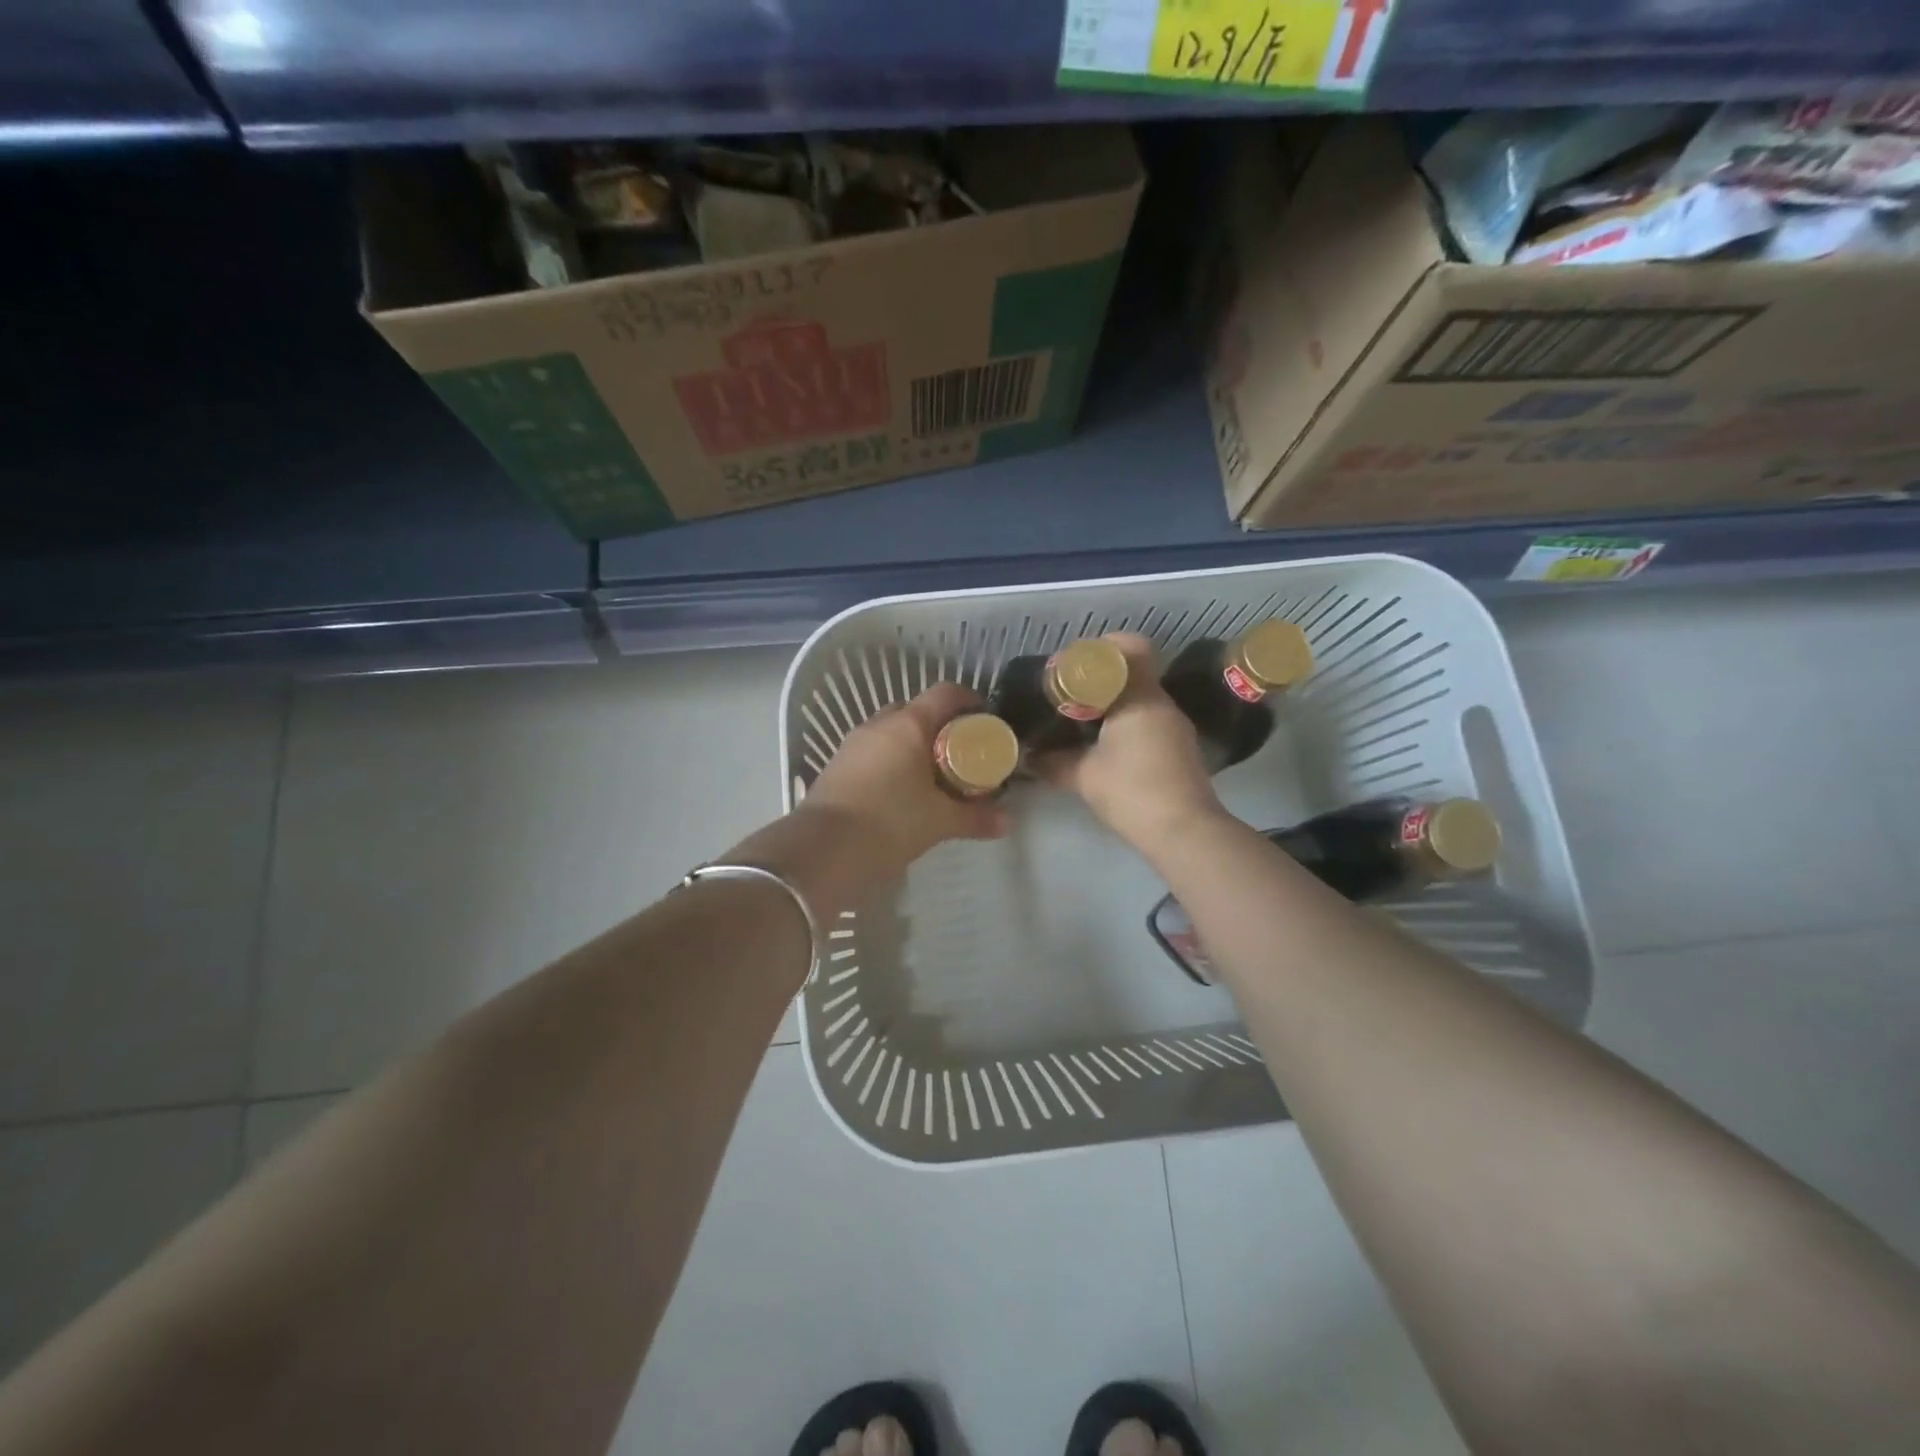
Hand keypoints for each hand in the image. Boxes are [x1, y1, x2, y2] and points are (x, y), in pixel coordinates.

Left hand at [800, 681, 1013, 876]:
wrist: (823, 851)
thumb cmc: (890, 823)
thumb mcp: (939, 822)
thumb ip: (975, 818)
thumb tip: (1008, 822)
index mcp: (908, 725)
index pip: (945, 693)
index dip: (969, 700)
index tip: (986, 720)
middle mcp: (879, 725)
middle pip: (917, 711)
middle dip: (941, 727)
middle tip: (962, 754)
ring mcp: (853, 744)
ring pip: (892, 733)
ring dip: (914, 746)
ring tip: (935, 776)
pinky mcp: (837, 766)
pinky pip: (874, 753)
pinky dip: (893, 763)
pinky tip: (903, 792)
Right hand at [1035, 633, 1226, 851]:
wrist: (1184, 832)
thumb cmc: (1132, 791)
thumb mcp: (1083, 776)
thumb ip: (1054, 762)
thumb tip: (1030, 757)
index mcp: (1141, 698)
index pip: (1131, 649)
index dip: (1103, 649)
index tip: (1075, 663)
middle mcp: (1163, 704)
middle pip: (1133, 674)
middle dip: (1100, 680)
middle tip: (1069, 694)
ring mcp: (1175, 728)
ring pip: (1141, 701)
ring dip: (1113, 705)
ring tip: (1081, 721)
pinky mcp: (1180, 750)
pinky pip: (1148, 722)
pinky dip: (1126, 725)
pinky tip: (1104, 746)